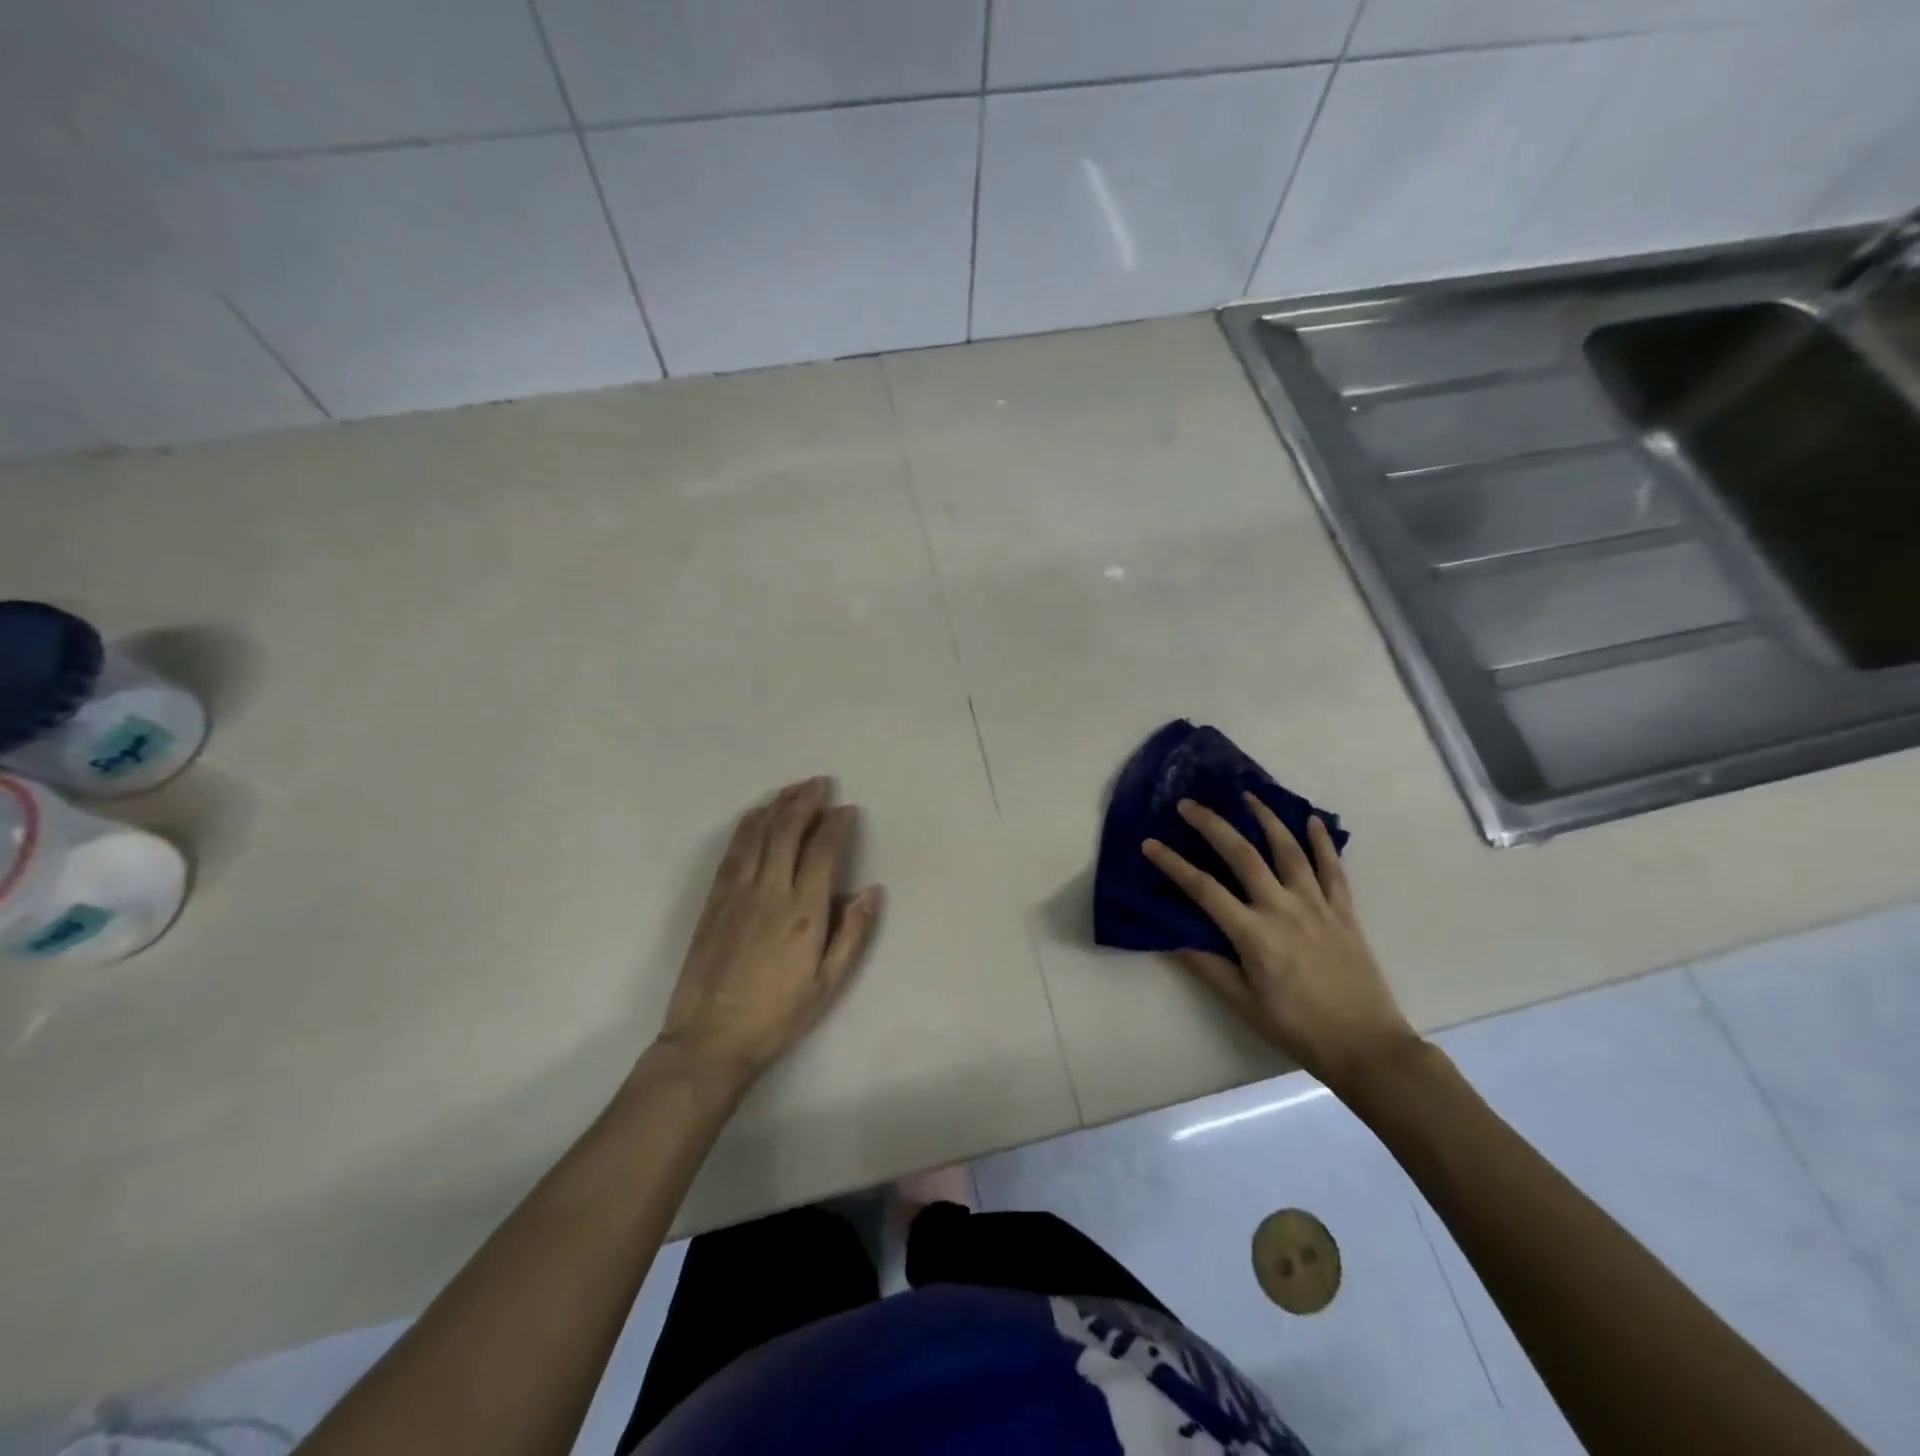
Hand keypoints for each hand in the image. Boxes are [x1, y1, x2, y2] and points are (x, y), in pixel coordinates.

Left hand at [656, 778, 882, 1084]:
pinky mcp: (714, 899)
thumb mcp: (828, 983)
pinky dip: (747, 826)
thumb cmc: (778, 1014)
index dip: (836, 825)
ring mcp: (737, 891)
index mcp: (803, 910)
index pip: (823, 851)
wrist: (711, 1037)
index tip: (846, 810)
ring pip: (758, 834)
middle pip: (787, 831)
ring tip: (793, 789)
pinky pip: (733, 850)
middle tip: (819, 783)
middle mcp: (770, 890)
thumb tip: (873, 890)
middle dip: (805, 802)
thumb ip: (853, 933)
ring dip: (777, 805)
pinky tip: (756, 815)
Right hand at [1142, 795, 1416, 1089]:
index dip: (1173, 864)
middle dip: (1212, 825)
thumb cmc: (1297, 1028)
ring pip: (1289, 850)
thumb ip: (1208, 967)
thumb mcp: (1243, 1003)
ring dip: (1266, 819)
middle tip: (1189, 804)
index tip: (1149, 843)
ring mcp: (1316, 906)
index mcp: (1254, 934)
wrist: (1366, 1046)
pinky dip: (1322, 841)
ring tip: (1247, 795)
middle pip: (1243, 855)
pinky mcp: (1344, 911)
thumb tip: (1173, 938)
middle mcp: (1283, 909)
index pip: (1203, 889)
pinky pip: (1333, 869)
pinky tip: (1311, 820)